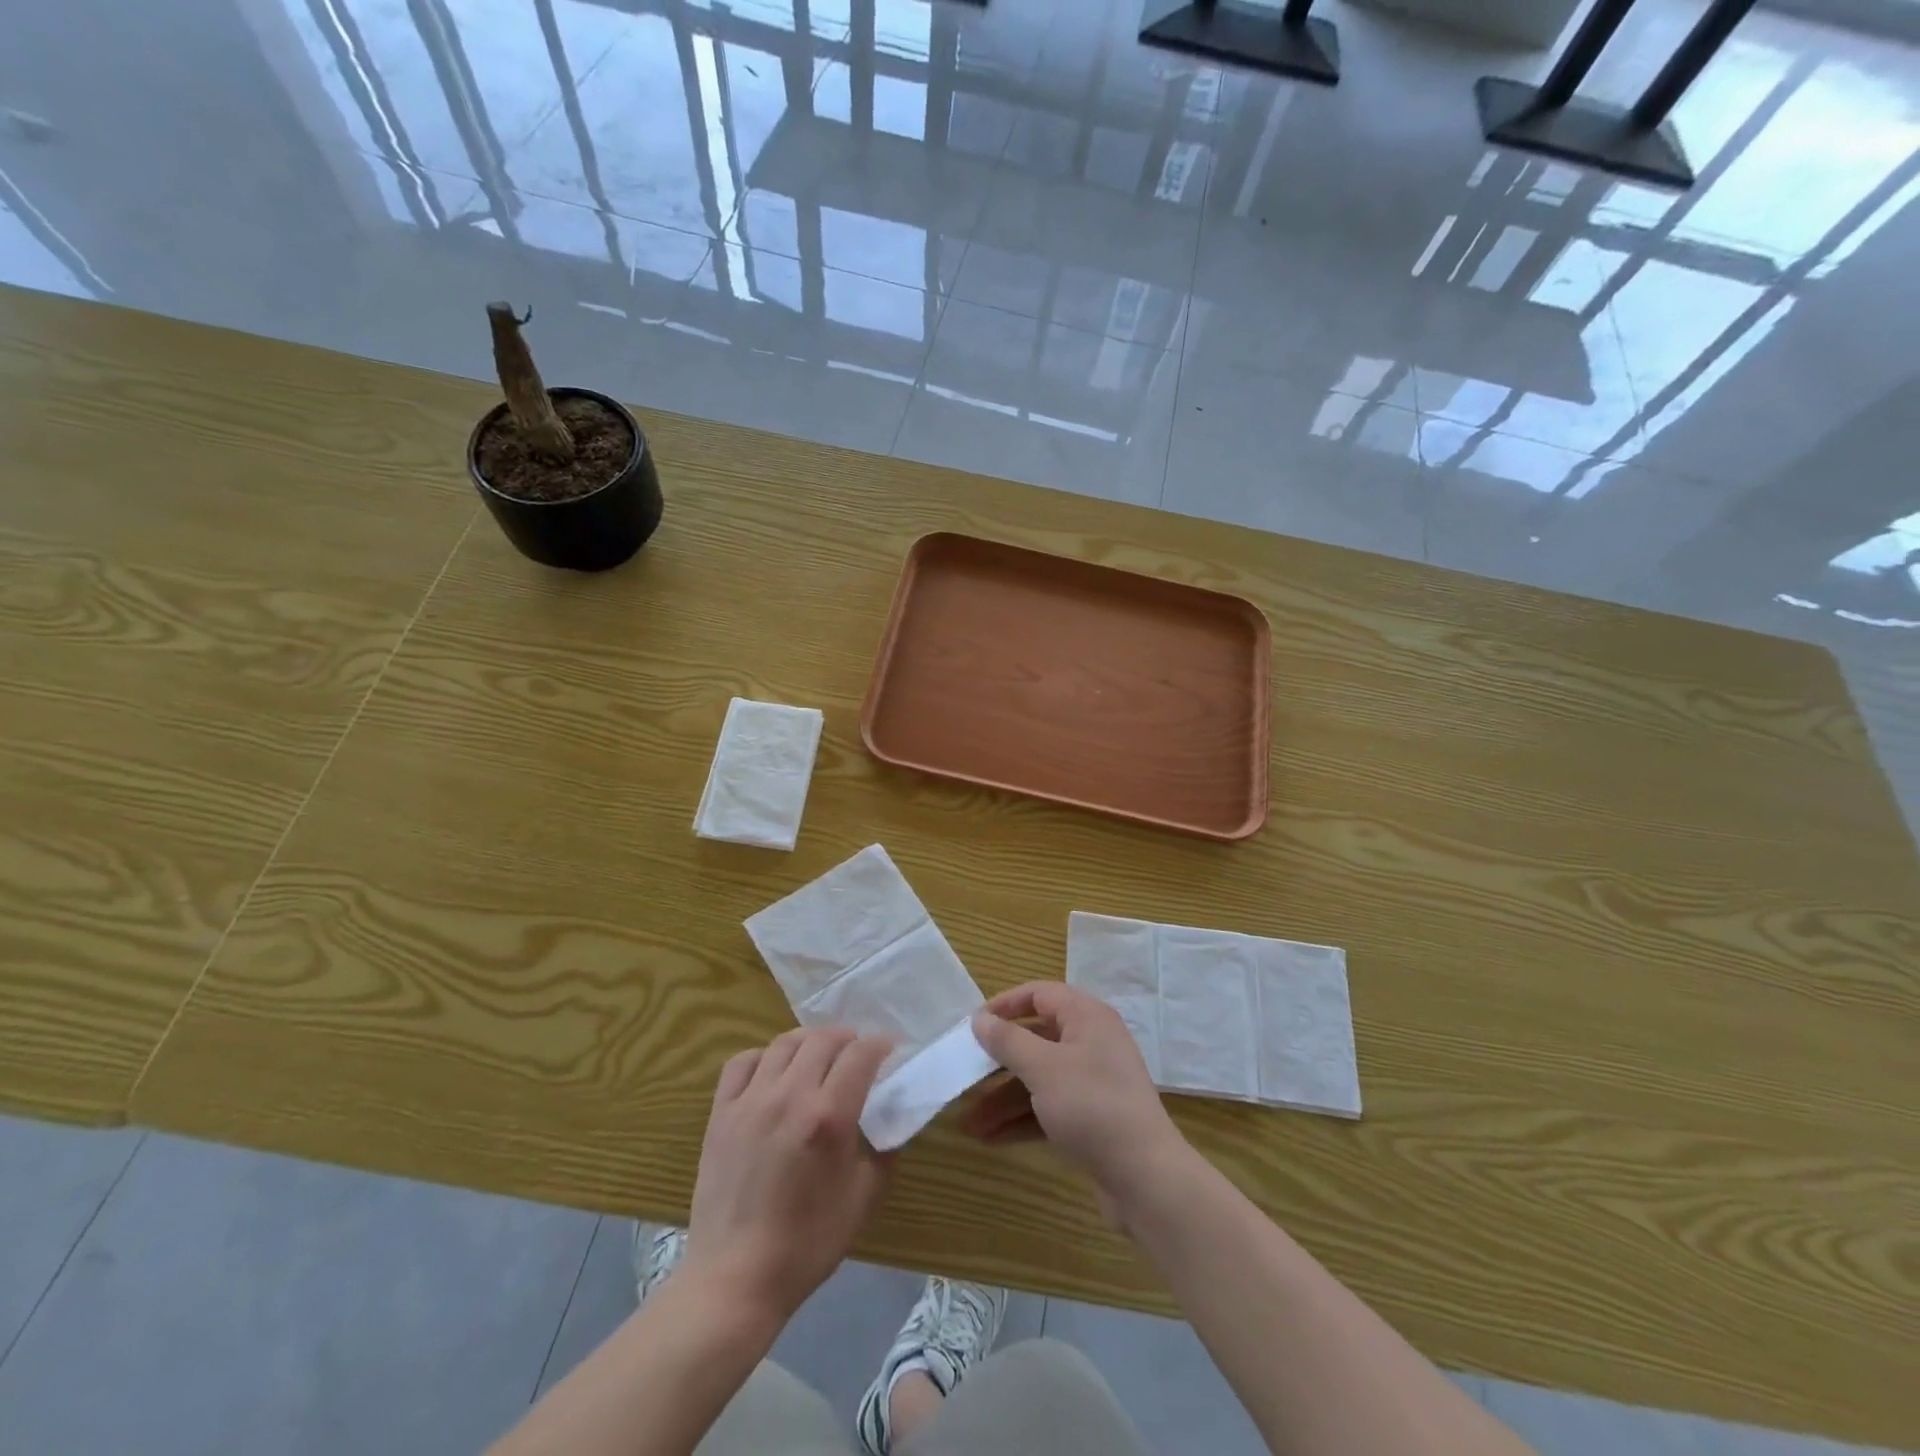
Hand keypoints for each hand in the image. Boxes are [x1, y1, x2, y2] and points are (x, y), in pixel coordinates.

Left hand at [683, 1027, 893, 1324]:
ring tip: (818, 1056)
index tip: (889, 1052)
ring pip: (784, 1044)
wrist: (735, 1279)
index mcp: (829, 1116)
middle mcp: (790, 1095)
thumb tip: (891, 1116)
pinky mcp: (721, 1112)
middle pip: (823, 1040)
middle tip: (857, 1054)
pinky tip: (773, 1072)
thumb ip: (883, 1149)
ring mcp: (751, 1101)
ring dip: (808, 1042)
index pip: (861, 1054)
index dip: (880, 1046)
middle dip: (847, 1039)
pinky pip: (743, 1062)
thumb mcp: (864, 1199)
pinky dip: (763, 1056)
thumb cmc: (807, 1244)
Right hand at [964, 982, 1188, 1215]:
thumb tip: (979, 1018)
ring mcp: (1092, 1082)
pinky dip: (1022, 1119)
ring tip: (968, 1123)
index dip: (1005, 1005)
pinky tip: (991, 1138)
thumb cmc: (1091, 1105)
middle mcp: (1091, 1042)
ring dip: (1003, 1099)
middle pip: (1035, 1040)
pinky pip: (1048, 1107)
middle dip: (997, 1063)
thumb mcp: (1043, 1068)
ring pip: (1038, 1079)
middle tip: (964, 1076)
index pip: (1040, 994)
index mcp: (1086, 1017)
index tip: (973, 1025)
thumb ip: (1007, 1041)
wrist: (1145, 1177)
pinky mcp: (1091, 1117)